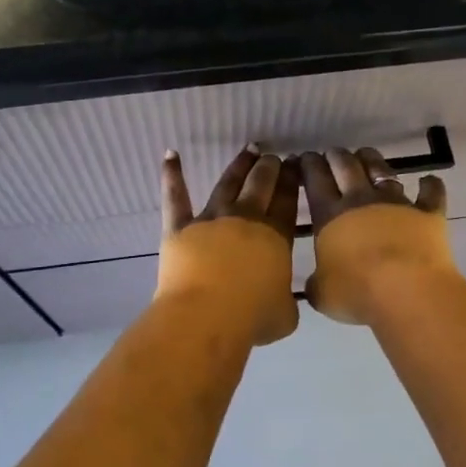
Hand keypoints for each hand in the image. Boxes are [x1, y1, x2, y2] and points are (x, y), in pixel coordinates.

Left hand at [157, 145, 300, 344]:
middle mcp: (245, 220)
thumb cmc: (251, 318)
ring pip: (228, 184)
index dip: (291, 182)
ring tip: (250, 149)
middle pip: (260, 185)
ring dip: (240, 165)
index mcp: (275, 238)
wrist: (207, 316)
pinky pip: (175, 198)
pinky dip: (172, 175)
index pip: (286, 202)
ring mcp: (211, 220)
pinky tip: (170, 154)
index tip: (295, 166)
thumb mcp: (285, 314)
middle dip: (269, 168)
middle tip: (274, 157)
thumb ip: (286, 300)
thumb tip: (284, 299)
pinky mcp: (180, 227)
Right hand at [301, 147, 457, 324]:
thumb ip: (316, 285)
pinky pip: (431, 194)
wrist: (406, 290)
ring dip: (372, 159)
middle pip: (346, 167)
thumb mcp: (323, 294)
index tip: (304, 157)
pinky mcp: (427, 213)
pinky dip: (431, 186)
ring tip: (365, 153)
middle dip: (336, 156)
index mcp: (330, 215)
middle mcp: (361, 200)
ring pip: (382, 170)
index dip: (308, 165)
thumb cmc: (357, 292)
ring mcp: (396, 203)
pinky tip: (429, 180)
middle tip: (332, 153)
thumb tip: (315, 285)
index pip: (315, 180)